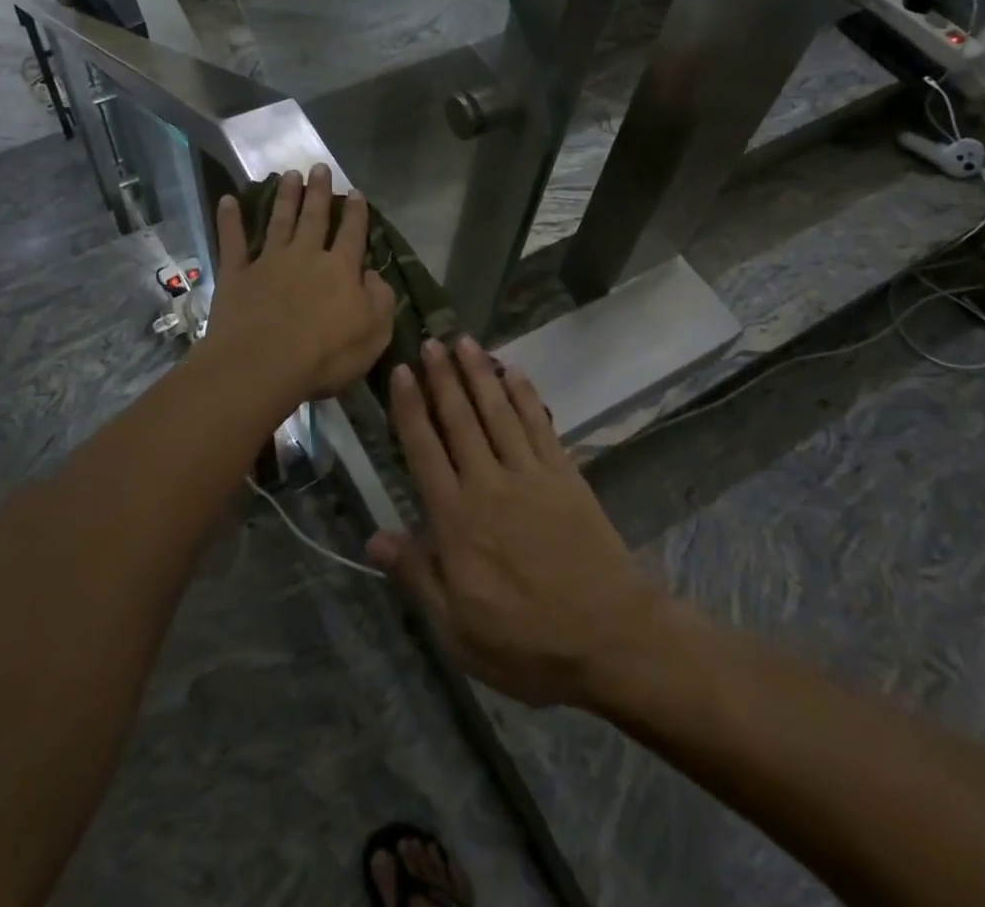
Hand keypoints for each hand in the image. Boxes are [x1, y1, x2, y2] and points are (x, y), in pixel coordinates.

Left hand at [203, 166, 395, 403]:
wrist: (263, 366)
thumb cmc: (325, 356)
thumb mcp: (374, 334)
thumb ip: (380, 300)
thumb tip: (373, 275)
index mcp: (340, 270)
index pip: (352, 234)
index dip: (356, 213)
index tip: (355, 192)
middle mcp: (306, 256)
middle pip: (314, 218)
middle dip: (318, 192)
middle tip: (319, 167)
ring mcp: (268, 263)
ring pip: (279, 221)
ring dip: (285, 197)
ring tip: (289, 175)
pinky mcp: (236, 275)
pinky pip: (233, 242)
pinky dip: (229, 220)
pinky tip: (227, 200)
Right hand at [369, 338, 666, 708]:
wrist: (611, 638)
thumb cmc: (527, 643)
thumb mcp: (458, 630)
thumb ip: (417, 576)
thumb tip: (374, 538)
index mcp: (456, 520)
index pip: (424, 450)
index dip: (410, 408)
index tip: (402, 372)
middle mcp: (488, 484)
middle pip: (459, 419)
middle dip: (443, 377)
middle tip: (431, 341)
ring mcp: (530, 474)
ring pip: (498, 412)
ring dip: (480, 374)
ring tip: (465, 342)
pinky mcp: (564, 475)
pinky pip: (539, 424)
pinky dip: (525, 395)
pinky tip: (514, 372)